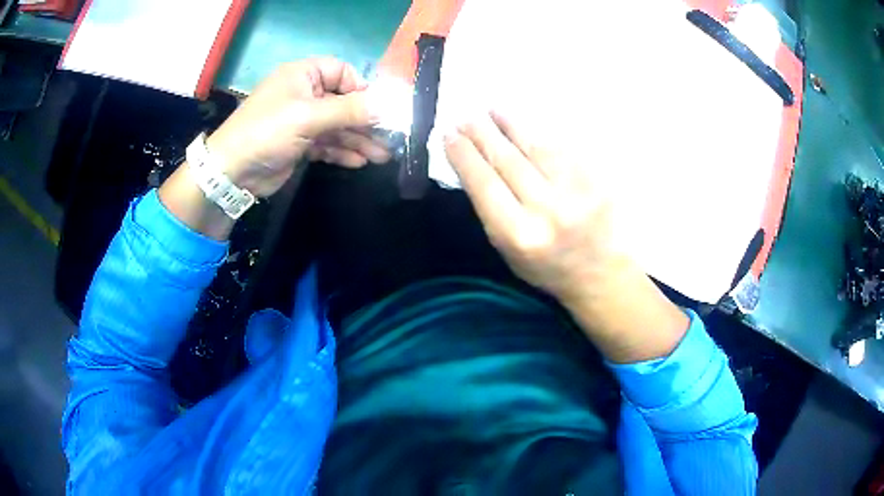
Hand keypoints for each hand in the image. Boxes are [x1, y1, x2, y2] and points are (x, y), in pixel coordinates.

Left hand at [207, 58, 390, 197]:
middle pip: (344, 102)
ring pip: (338, 126)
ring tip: (382, 156)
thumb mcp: (309, 117)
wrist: (232, 172)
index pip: (342, 72)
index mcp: (304, 75)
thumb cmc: (268, 132)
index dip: (362, 88)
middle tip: (390, 139)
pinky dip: (342, 151)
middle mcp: (305, 94)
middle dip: (366, 121)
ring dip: (359, 140)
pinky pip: (327, 144)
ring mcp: (302, 120)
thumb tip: (389, 106)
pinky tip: (360, 162)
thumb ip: (350, 110)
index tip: (379, 109)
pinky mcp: (300, 144)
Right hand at [444, 111, 617, 303]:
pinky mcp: (597, 178)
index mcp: (519, 234)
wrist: (602, 272)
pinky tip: (525, 121)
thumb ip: (490, 210)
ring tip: (492, 110)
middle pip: (507, 159)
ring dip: (510, 123)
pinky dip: (540, 131)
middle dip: (482, 133)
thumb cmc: (548, 267)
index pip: (483, 183)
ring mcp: (576, 190)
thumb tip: (472, 164)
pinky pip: (562, 146)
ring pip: (535, 145)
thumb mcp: (508, 251)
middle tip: (465, 117)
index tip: (448, 135)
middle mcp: (547, 209)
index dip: (463, 154)